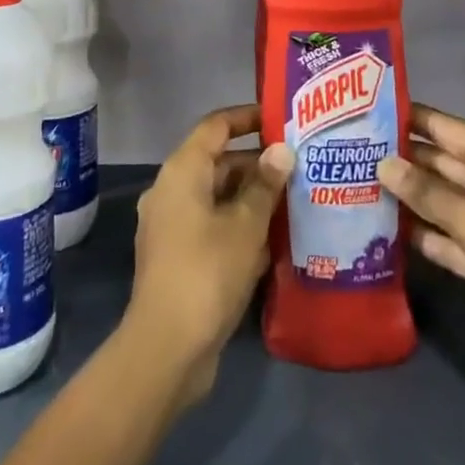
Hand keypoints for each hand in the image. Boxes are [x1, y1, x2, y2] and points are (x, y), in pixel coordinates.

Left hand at [125, 104, 292, 406]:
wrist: (166, 348)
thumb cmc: (208, 272)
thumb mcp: (246, 225)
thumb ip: (265, 185)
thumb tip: (281, 150)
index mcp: (182, 171)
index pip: (215, 126)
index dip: (246, 117)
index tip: (278, 119)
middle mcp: (170, 189)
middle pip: (217, 162)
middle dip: (256, 164)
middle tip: (297, 167)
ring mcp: (170, 225)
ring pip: (215, 197)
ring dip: (250, 198)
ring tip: (292, 202)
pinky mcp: (176, 257)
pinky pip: (210, 226)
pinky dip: (237, 226)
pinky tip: (270, 243)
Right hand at [375, 103, 464, 447]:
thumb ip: (428, 195)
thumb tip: (383, 163)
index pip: (446, 127)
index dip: (409, 117)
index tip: (365, 109)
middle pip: (441, 164)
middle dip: (401, 159)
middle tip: (349, 151)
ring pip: (443, 202)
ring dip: (408, 198)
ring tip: (357, 185)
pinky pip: (450, 238)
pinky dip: (425, 235)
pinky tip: (385, 231)